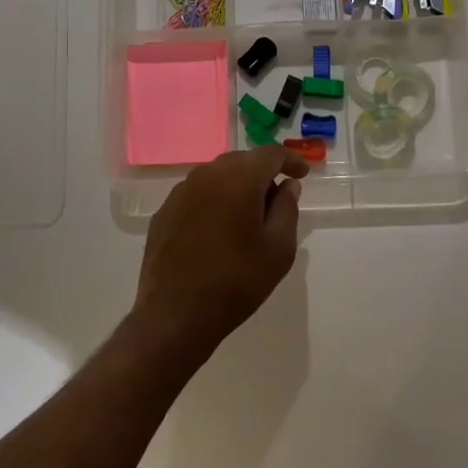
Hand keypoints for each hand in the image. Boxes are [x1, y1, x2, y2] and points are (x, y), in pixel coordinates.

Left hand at [131, 146, 309, 362]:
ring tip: (248, 215)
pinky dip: (214, 201)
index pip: (270, 153)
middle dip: (262, 173)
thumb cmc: (236, 281)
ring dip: (237, 186)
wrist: (175, 314)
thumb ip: (287, 209)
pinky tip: (218, 229)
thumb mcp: (278, 249)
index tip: (302, 175)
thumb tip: (288, 186)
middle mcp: (207, 174)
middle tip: (277, 199)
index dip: (290, 160)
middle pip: (242, 160)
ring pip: (217, 175)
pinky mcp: (165, 210)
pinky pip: (197, 194)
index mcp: (239, 178)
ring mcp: (182, 191)